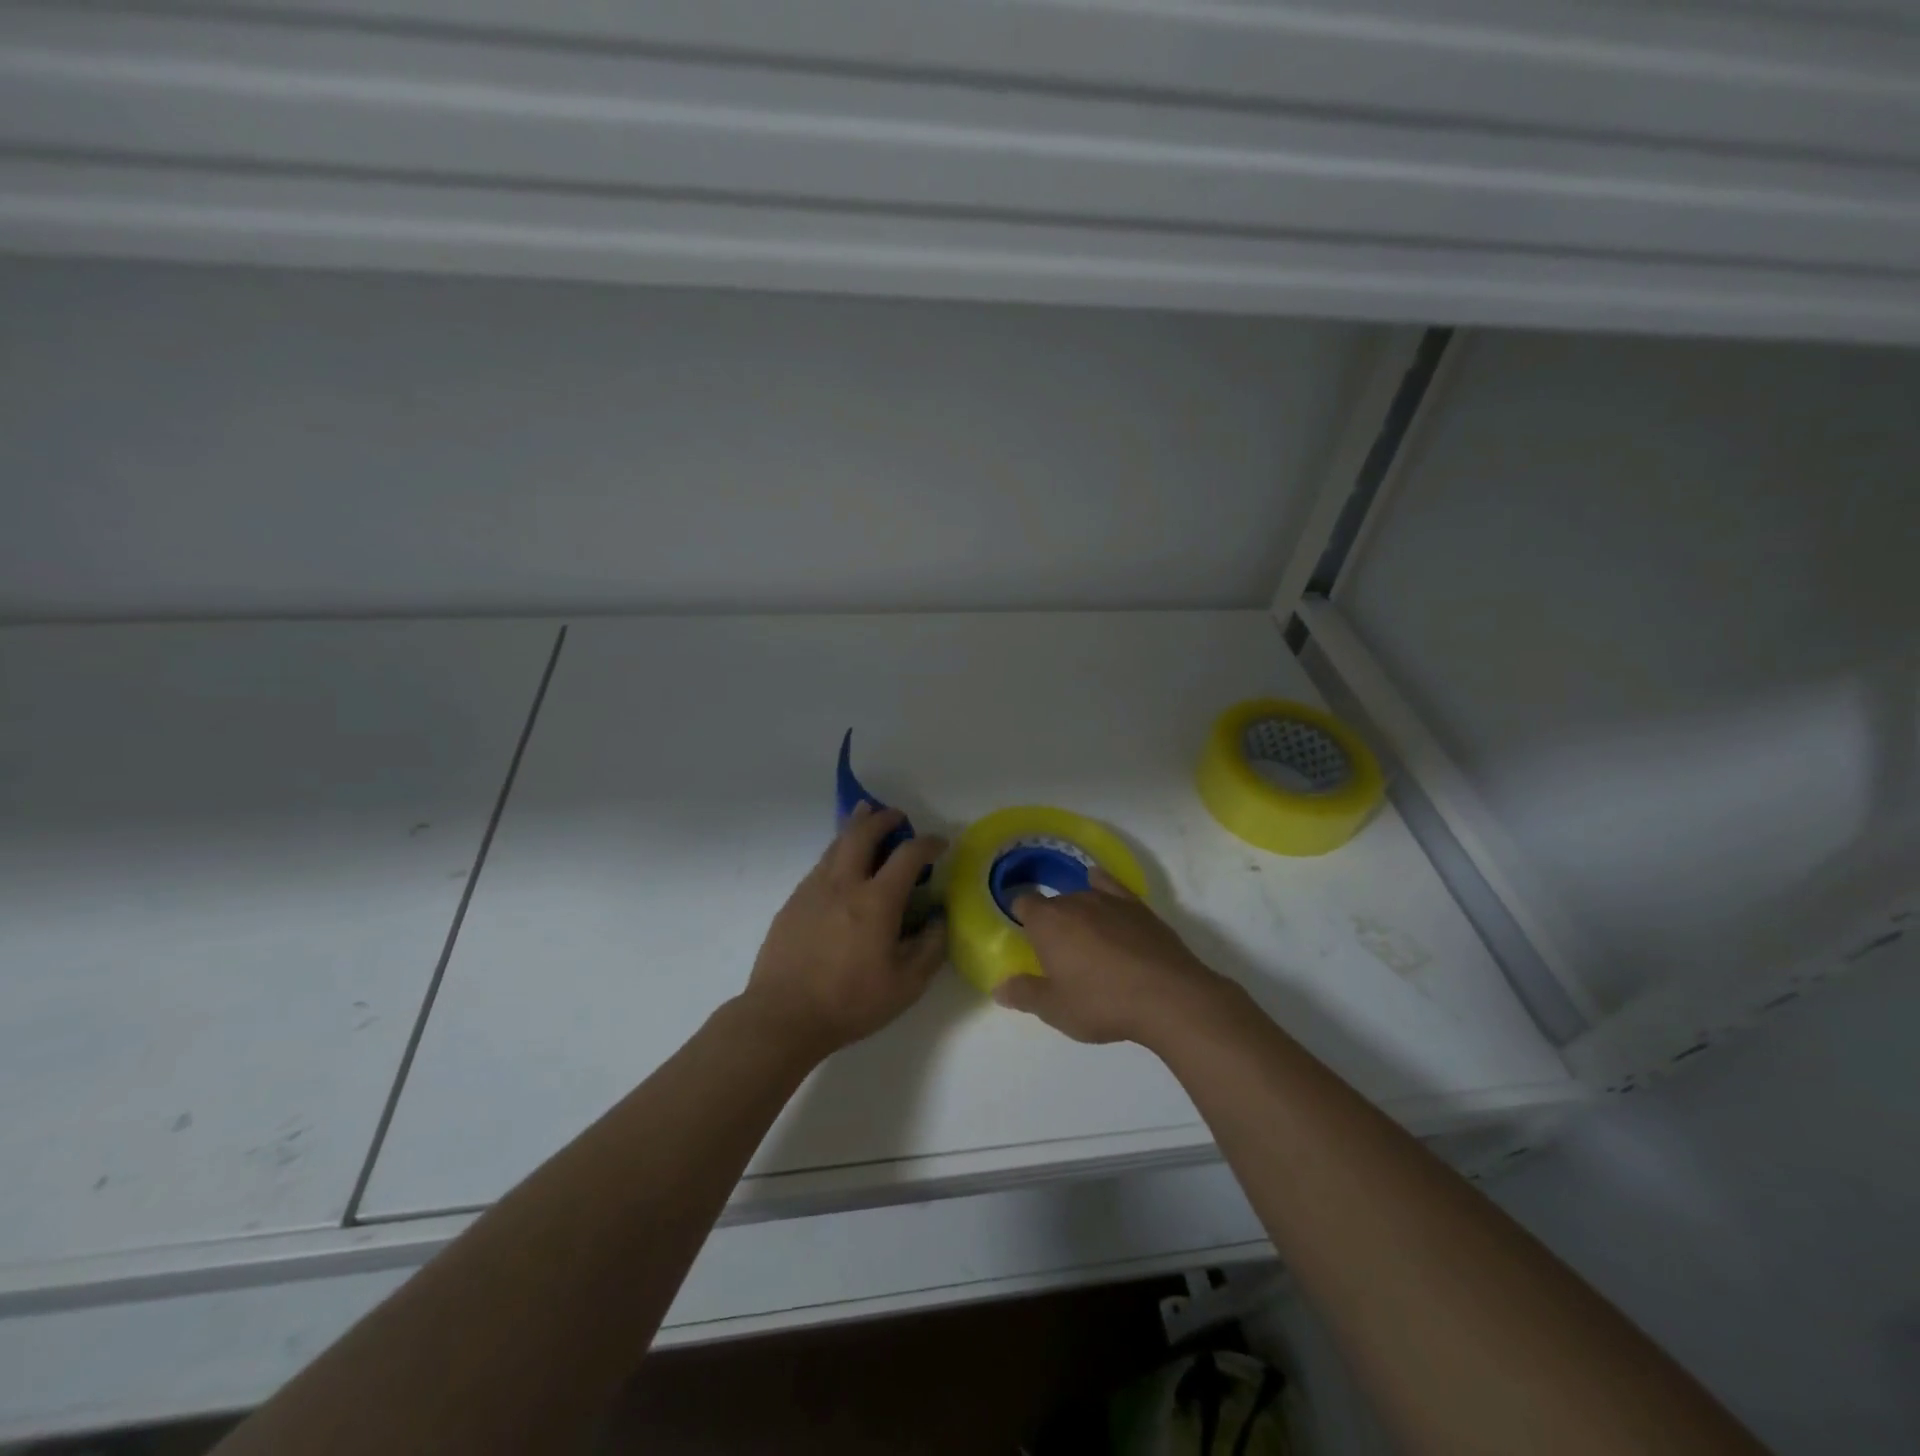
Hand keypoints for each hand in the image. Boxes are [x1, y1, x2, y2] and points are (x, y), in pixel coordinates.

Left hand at [743, 803, 947, 1057]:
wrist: (783, 1016)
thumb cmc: (850, 1002)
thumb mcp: (906, 986)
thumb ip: (930, 948)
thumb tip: (939, 918)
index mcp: (876, 901)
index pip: (908, 855)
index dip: (928, 843)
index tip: (940, 843)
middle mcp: (844, 884)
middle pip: (863, 833)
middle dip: (883, 818)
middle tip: (897, 816)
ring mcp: (813, 889)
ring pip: (836, 844)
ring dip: (856, 826)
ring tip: (865, 816)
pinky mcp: (793, 902)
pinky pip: (820, 864)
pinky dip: (837, 852)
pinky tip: (840, 864)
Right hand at [993, 869, 1227, 1045]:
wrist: (1168, 996)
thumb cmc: (1102, 1003)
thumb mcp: (1056, 1009)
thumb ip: (1025, 995)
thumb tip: (999, 988)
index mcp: (1047, 923)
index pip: (1023, 903)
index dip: (1021, 915)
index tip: (1024, 934)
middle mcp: (1074, 901)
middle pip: (1054, 903)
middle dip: (1052, 922)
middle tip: (1058, 953)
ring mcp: (1109, 900)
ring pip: (1082, 896)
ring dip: (1078, 912)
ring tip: (1084, 937)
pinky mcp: (1138, 906)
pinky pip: (1111, 886)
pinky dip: (1102, 884)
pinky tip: (1099, 885)